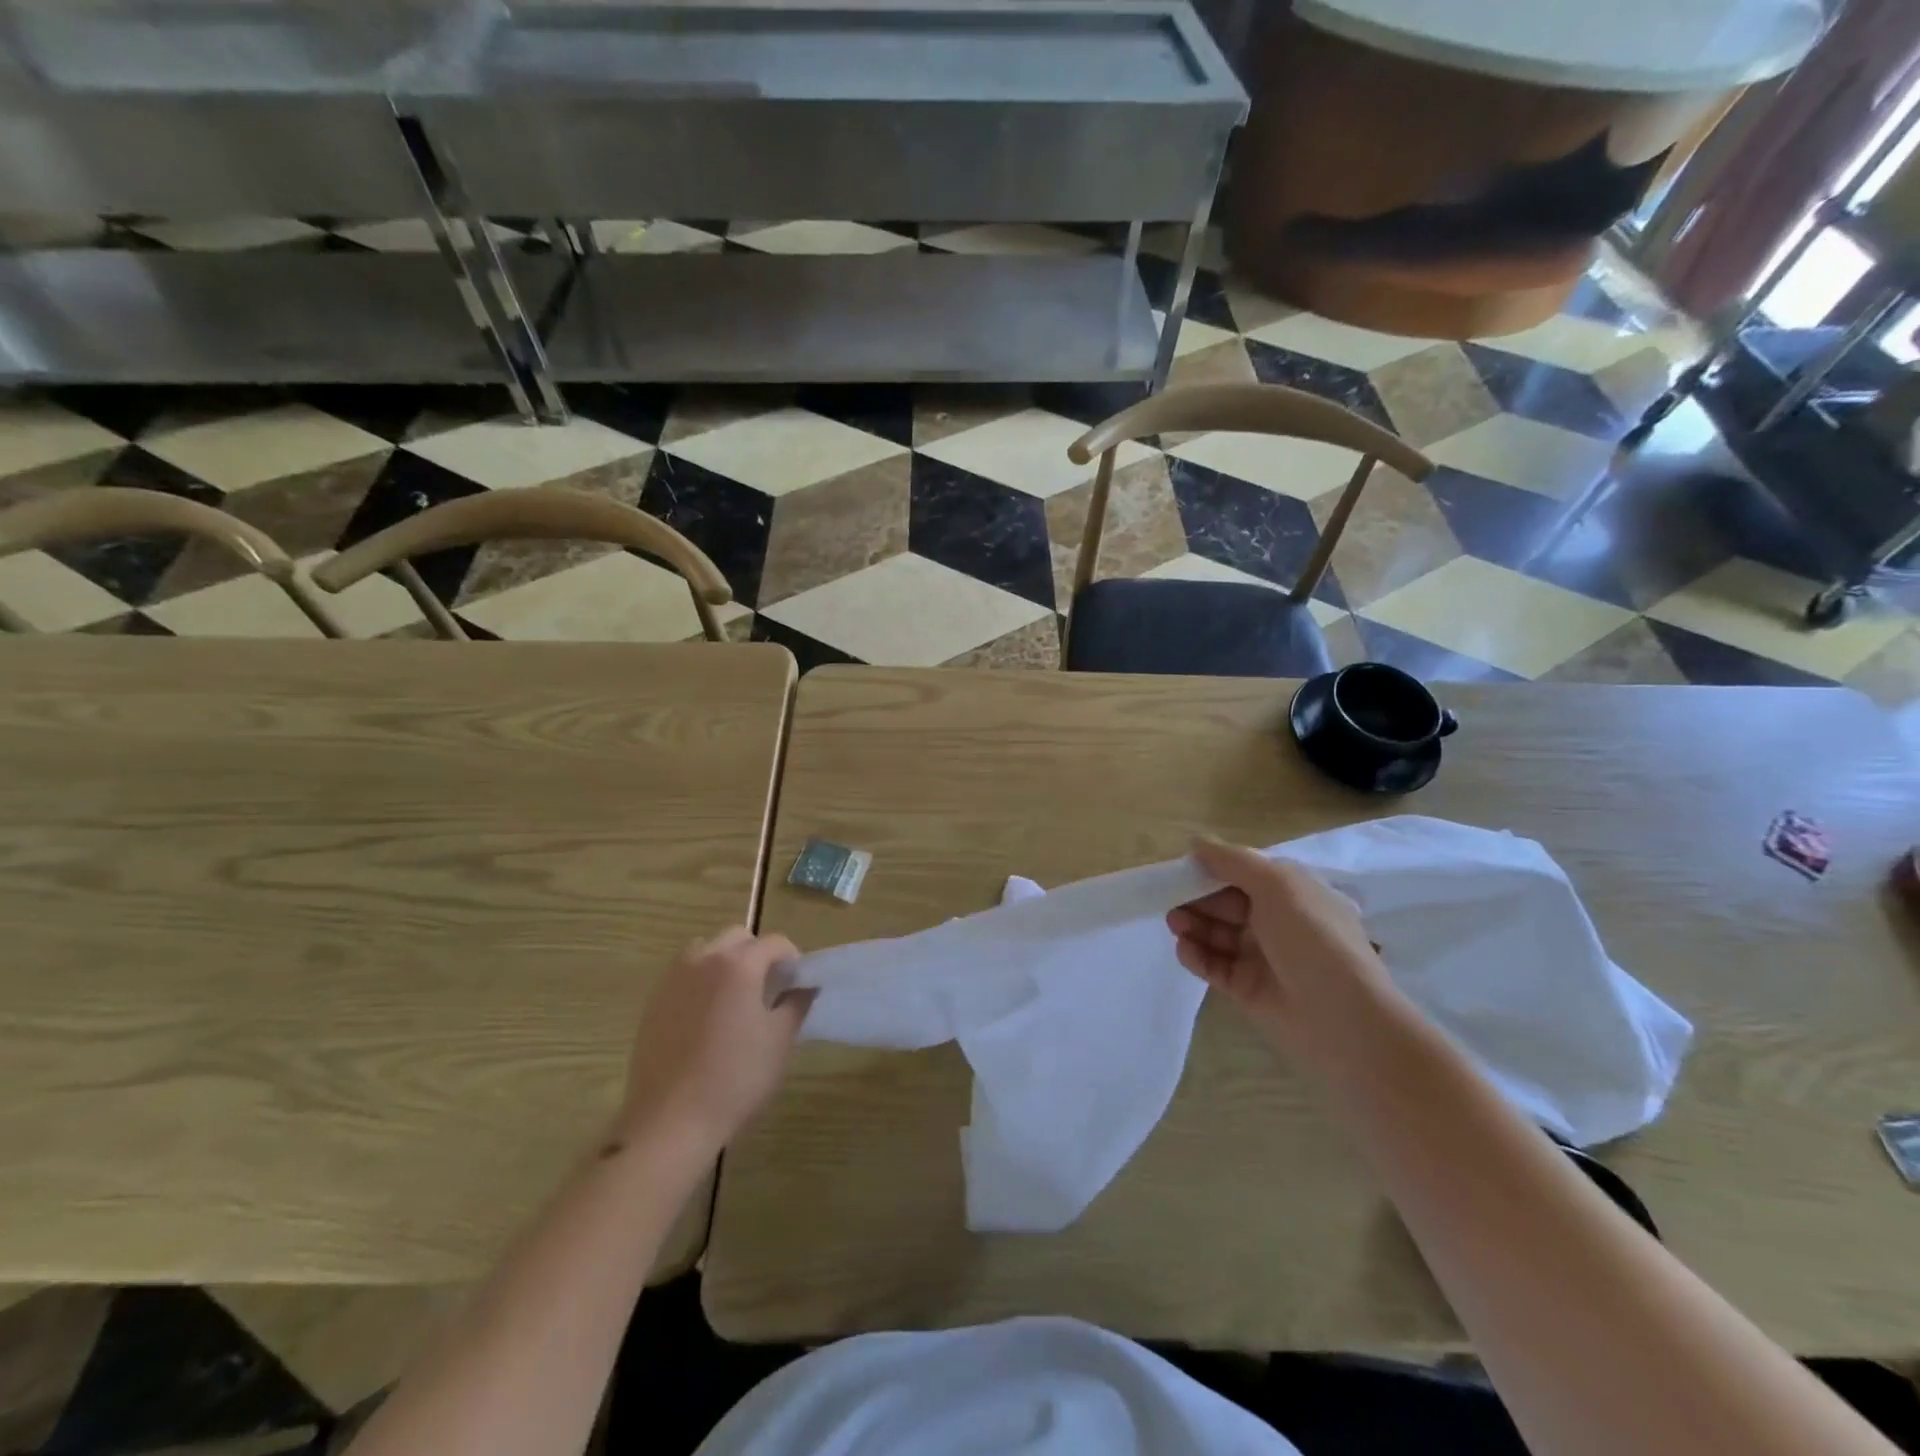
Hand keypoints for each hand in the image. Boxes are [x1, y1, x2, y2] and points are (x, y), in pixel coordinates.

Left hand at [616, 928, 808, 1155]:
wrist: (671, 1120)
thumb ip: (797, 1004)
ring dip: (725, 962)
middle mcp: (704, 960)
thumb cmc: (736, 1077)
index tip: (797, 984)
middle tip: (769, 987)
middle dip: (758, 954)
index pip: (774, 942)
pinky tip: (708, 1019)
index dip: (792, 959)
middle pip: (737, 938)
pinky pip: (684, 976)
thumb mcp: (780, 1041)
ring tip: (736, 998)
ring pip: (705, 950)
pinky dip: (701, 982)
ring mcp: (674, 980)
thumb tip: (805, 986)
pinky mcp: (654, 1003)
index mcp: (738, 964)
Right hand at [1166, 836, 1396, 1055]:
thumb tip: (1196, 841)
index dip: (1212, 869)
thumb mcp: (1278, 886)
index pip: (1243, 873)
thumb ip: (1233, 861)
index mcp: (1291, 893)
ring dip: (1193, 925)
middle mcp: (1277, 921)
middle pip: (1226, 902)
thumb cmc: (1314, 940)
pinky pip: (1214, 965)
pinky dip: (1197, 955)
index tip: (1183, 869)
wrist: (1343, 1020)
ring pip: (1217, 933)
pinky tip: (1184, 949)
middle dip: (1197, 898)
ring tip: (1174, 925)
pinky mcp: (1247, 988)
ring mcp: (1262, 956)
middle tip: (1171, 900)